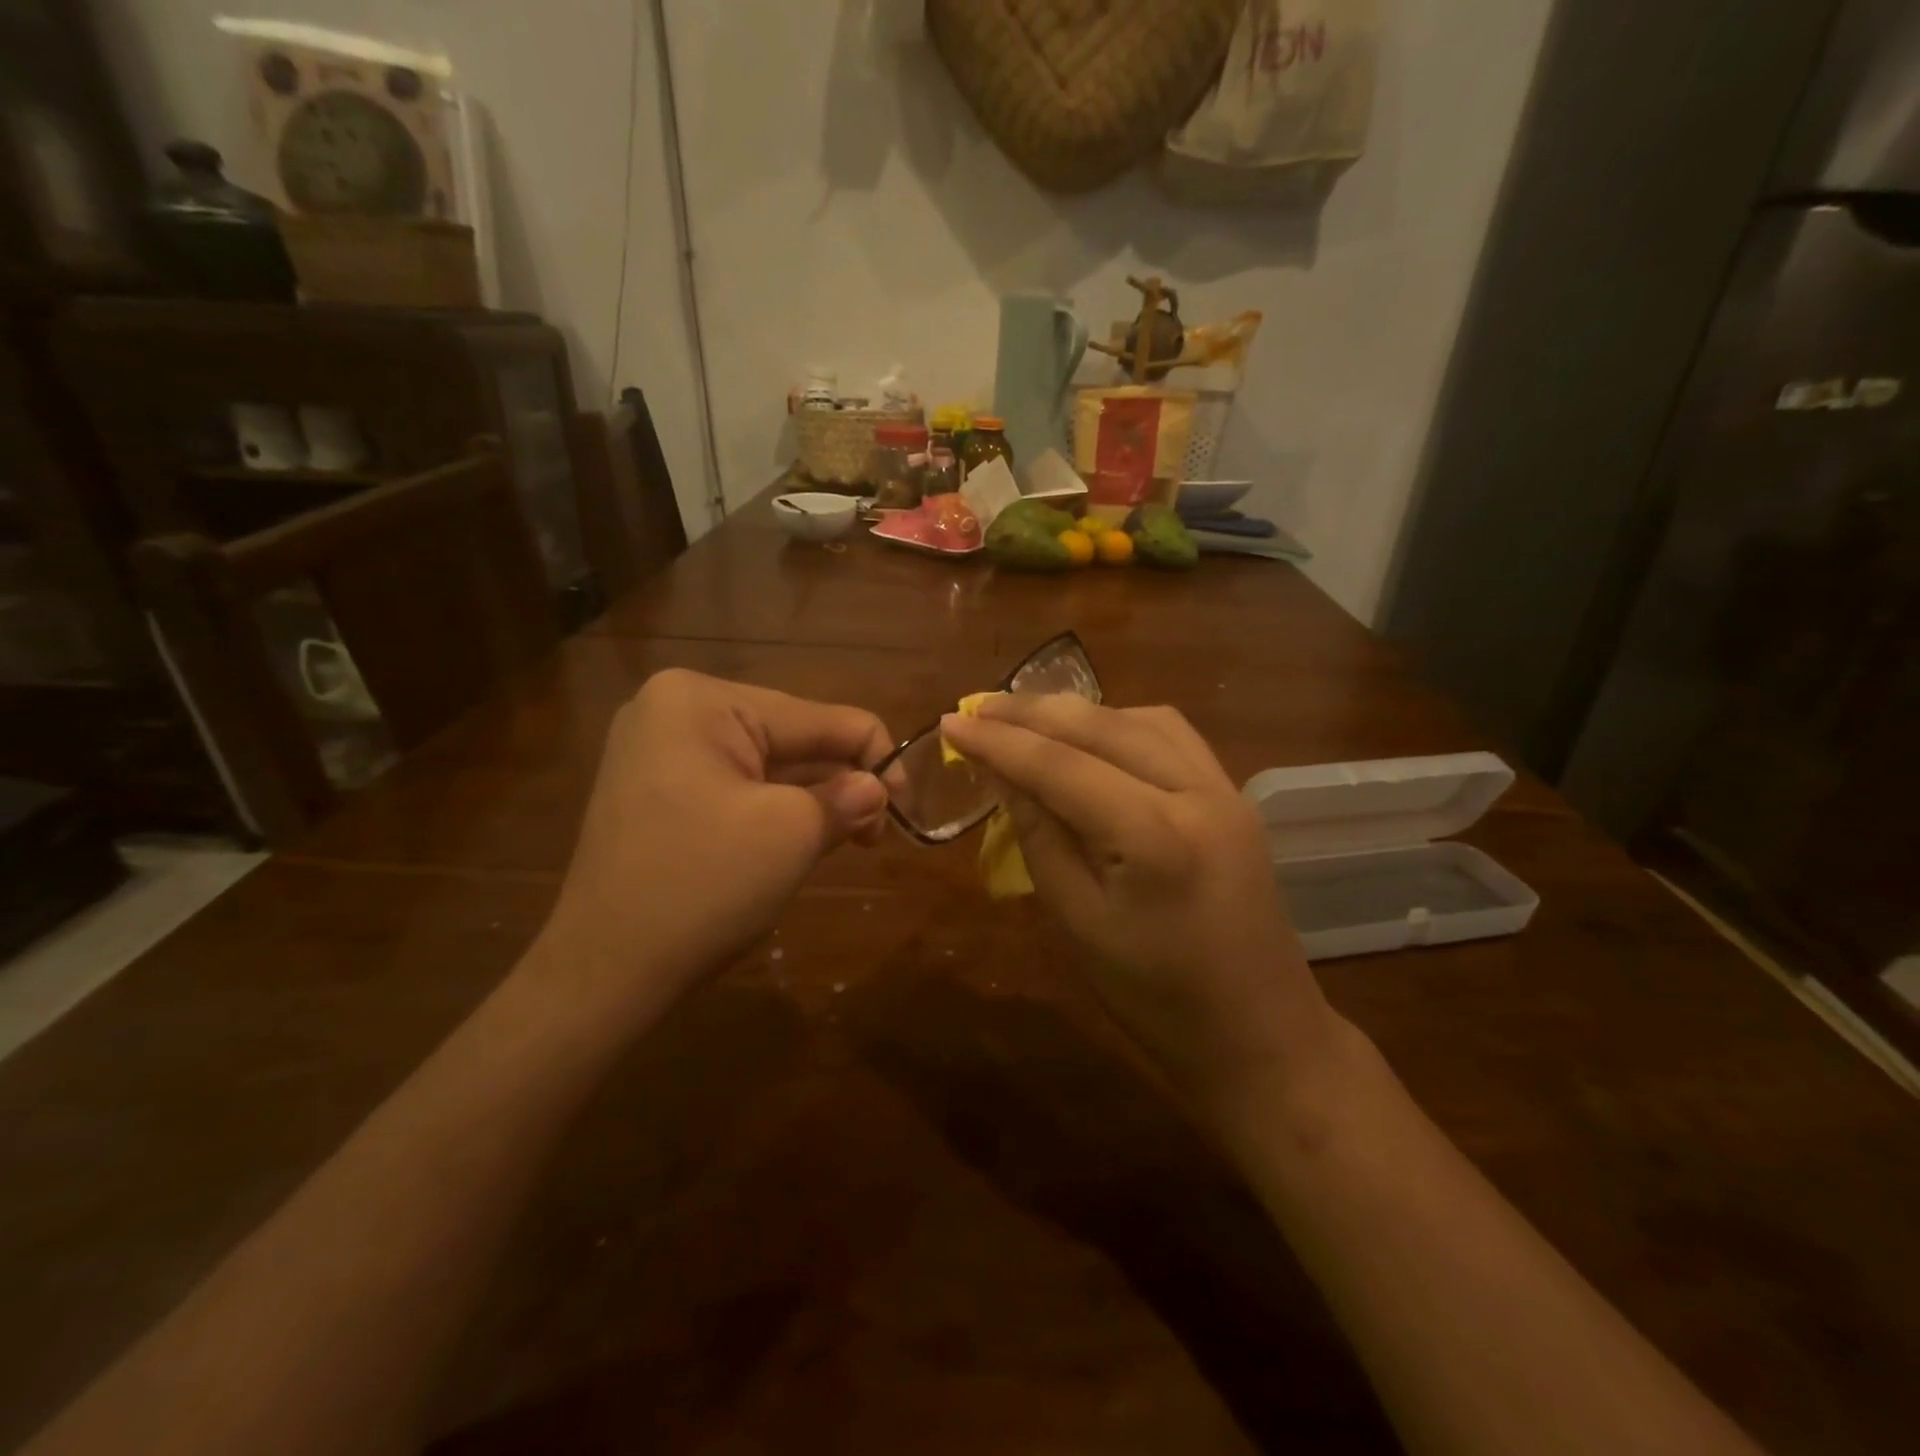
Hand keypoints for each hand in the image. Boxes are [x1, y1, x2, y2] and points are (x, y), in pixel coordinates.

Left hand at [541, 669, 892, 1004]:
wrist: (603, 974)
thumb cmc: (701, 887)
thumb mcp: (791, 834)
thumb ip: (847, 797)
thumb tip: (878, 789)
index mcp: (701, 700)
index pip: (819, 716)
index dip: (876, 758)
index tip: (906, 811)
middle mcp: (674, 710)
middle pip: (792, 737)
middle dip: (839, 782)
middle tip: (875, 836)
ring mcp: (659, 751)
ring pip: (766, 766)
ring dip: (811, 800)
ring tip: (845, 841)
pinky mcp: (656, 790)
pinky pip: (735, 786)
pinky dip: (774, 811)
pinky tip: (801, 840)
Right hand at [939, 695, 1343, 1117]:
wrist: (1260, 1034)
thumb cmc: (1157, 1000)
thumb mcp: (1078, 925)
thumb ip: (1040, 838)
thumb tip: (1004, 774)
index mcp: (1155, 836)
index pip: (1061, 766)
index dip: (999, 741)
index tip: (950, 722)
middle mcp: (1197, 792)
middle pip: (1102, 726)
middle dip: (1033, 711)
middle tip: (979, 706)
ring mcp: (1225, 790)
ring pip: (1140, 719)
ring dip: (1079, 713)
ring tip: (1028, 719)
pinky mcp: (1234, 797)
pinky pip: (1172, 737)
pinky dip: (1122, 725)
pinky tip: (1093, 739)